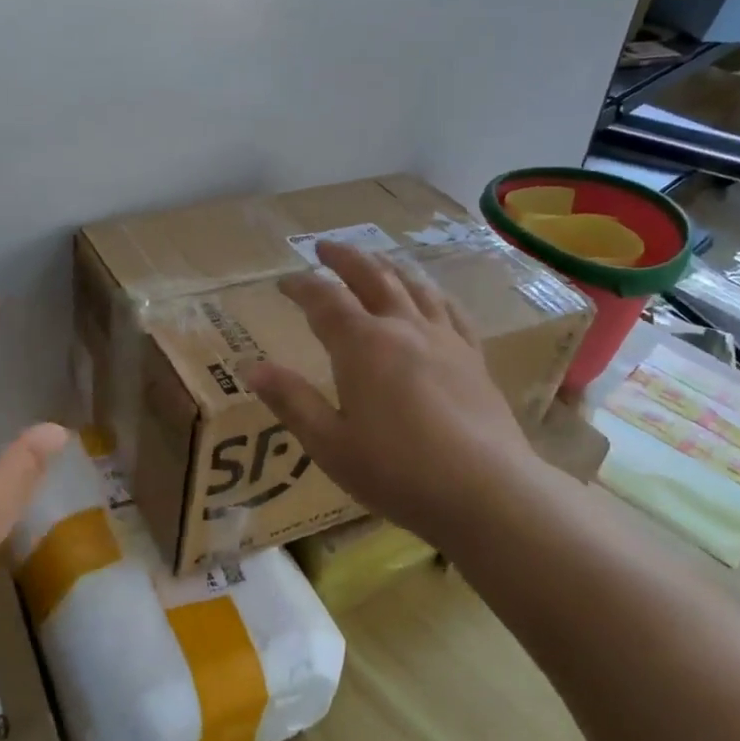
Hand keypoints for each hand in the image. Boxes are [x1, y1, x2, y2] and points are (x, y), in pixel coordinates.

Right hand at [245, 241, 547, 546]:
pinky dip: (432, 294)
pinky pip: (450, 311)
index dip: (301, 286)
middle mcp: (403, 329)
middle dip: (345, 259)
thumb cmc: (397, 471)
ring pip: (413, 287)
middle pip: (372, 277)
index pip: (324, 300)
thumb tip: (251, 368)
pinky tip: (430, 296)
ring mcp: (444, 340)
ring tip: (374, 260)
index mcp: (362, 346)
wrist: (487, 493)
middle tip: (325, 247)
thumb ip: (291, 400)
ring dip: (388, 267)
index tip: (283, 282)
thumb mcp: (329, 443)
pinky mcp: (473, 358)